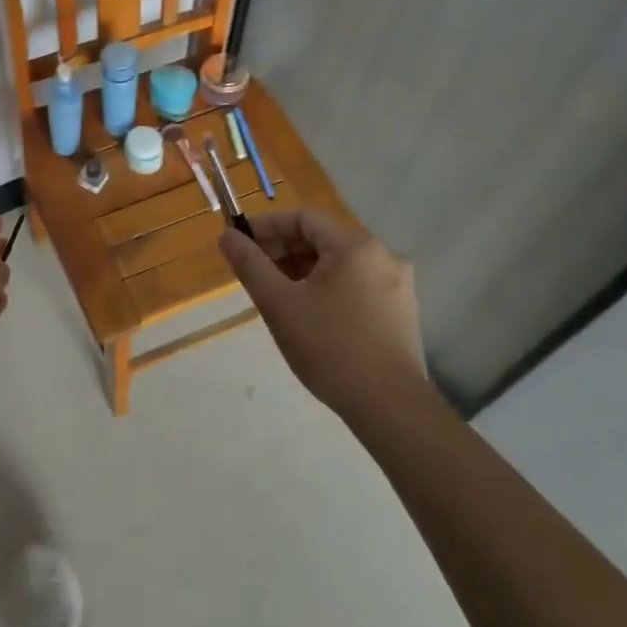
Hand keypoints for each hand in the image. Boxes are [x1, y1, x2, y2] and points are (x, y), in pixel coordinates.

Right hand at [218, 208, 425, 416]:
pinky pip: (356, 282)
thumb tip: (226, 236)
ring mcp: (396, 283)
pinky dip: (326, 286)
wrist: (391, 408)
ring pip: (338, 262)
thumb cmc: (330, 348)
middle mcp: (382, 254)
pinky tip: (308, 311)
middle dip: (282, 249)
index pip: (302, 218)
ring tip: (275, 292)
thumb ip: (250, 264)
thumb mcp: (279, 304)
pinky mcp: (401, 310)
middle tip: (252, 270)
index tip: (238, 242)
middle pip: (322, 238)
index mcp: (355, 245)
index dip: (266, 226)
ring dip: (302, 268)